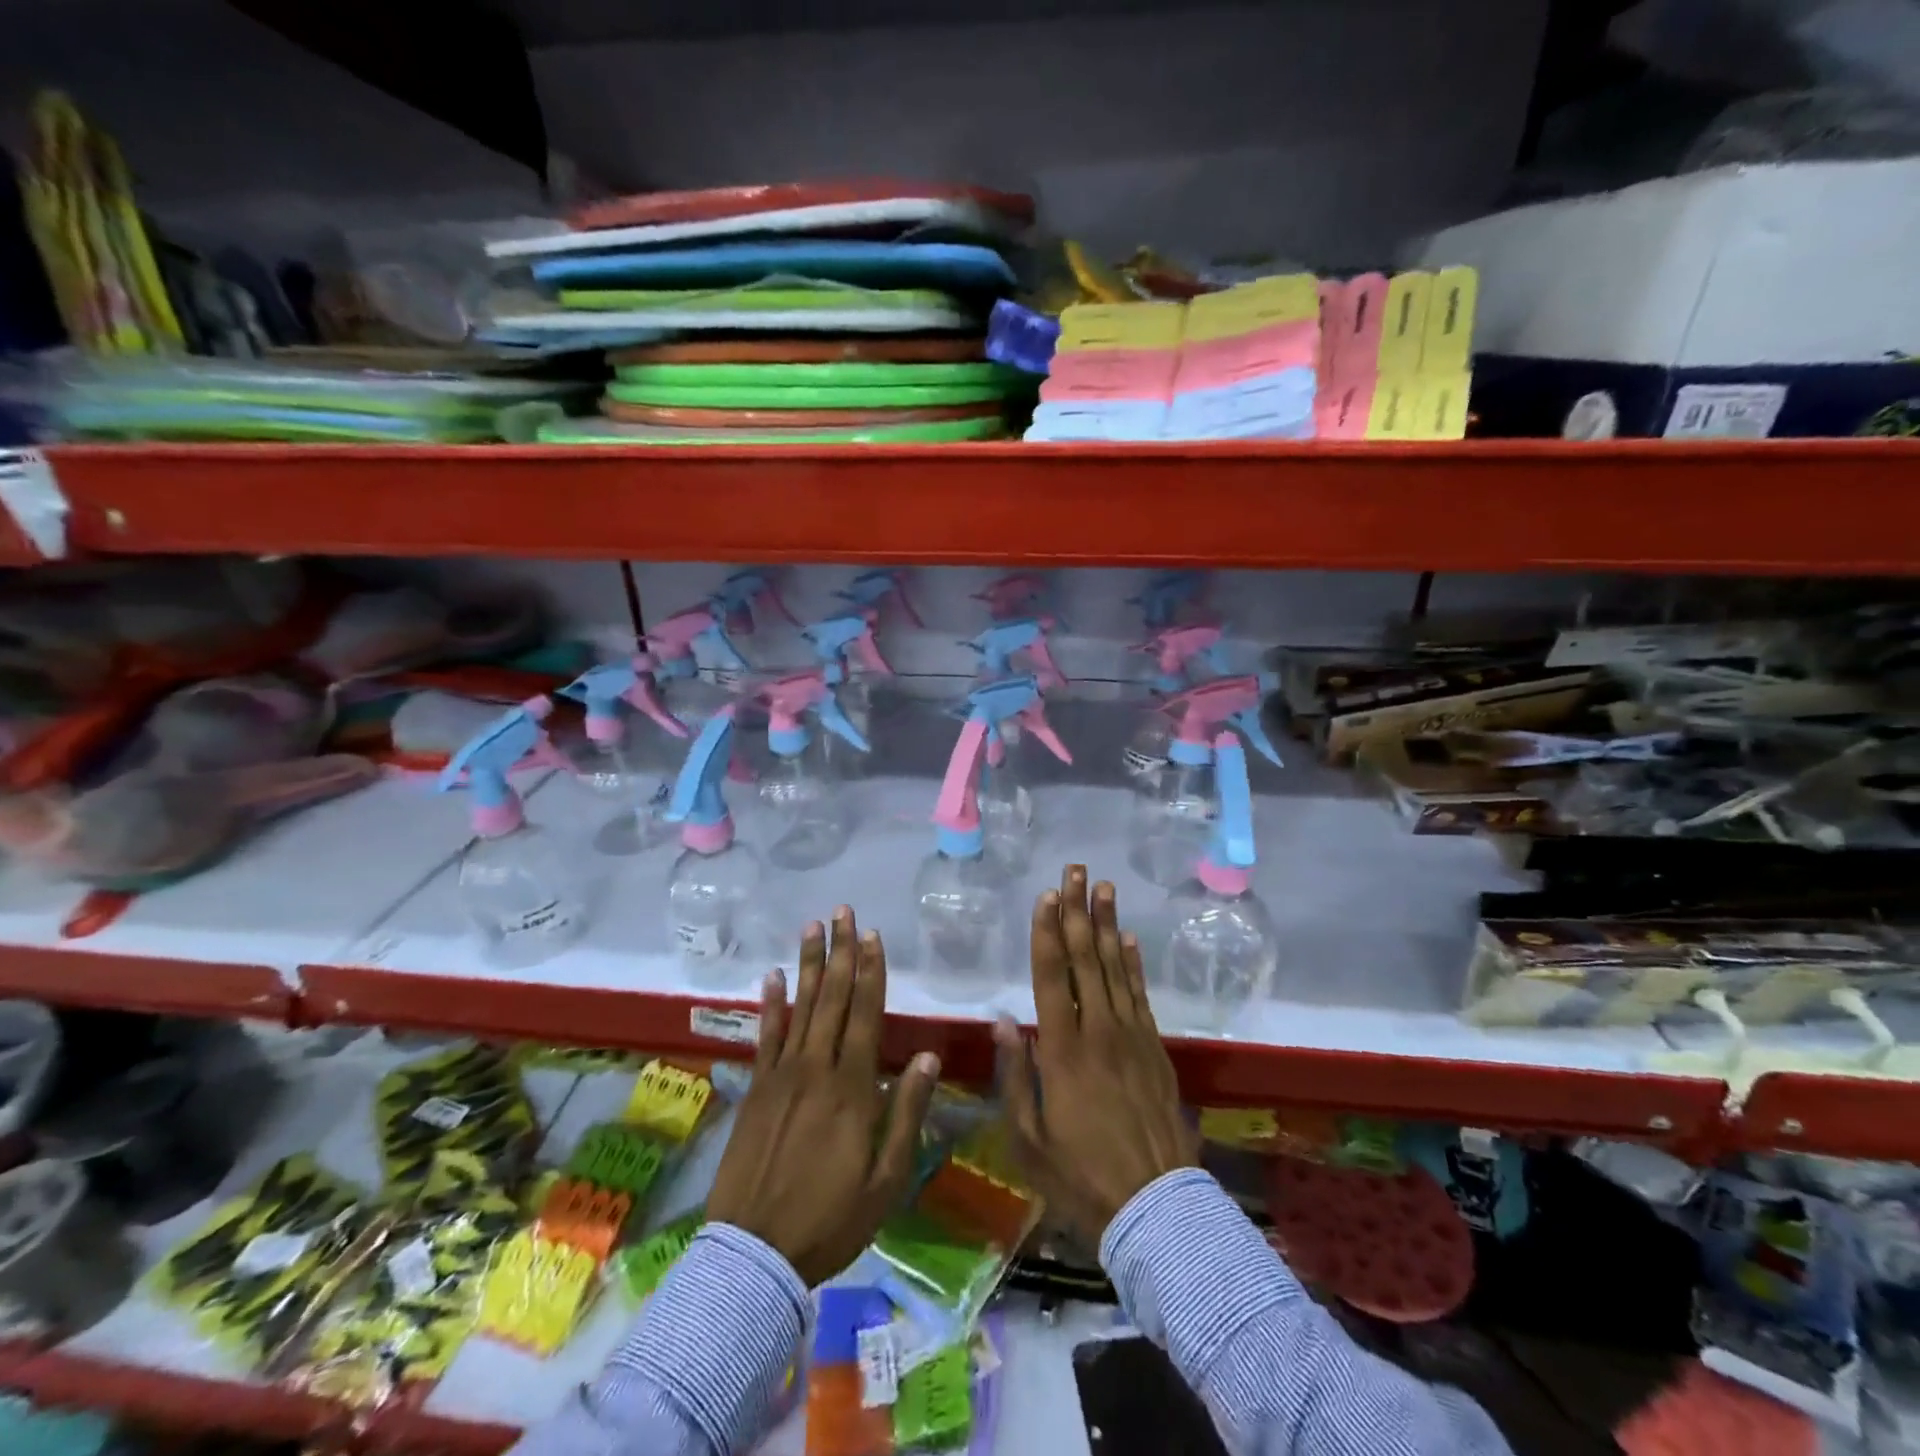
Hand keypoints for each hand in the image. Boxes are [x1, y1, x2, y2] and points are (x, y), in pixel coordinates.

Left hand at [707, 907, 939, 1285]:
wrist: (755, 1254)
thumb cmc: (830, 1220)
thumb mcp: (886, 1180)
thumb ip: (906, 1113)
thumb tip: (927, 1058)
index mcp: (853, 1088)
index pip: (865, 1014)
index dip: (871, 972)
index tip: (873, 936)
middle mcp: (816, 1069)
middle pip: (832, 998)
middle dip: (840, 952)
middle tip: (843, 912)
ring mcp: (782, 1076)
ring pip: (799, 1007)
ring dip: (807, 964)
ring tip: (812, 927)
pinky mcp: (756, 1089)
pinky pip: (764, 1036)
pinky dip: (769, 1004)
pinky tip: (770, 975)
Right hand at [996, 866, 1197, 1247]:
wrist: (1155, 1208)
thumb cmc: (1079, 1176)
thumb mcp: (1027, 1139)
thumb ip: (1015, 1076)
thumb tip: (1004, 1022)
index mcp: (1062, 1052)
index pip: (1052, 977)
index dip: (1047, 932)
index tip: (1047, 894)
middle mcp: (1098, 1032)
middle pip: (1086, 959)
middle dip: (1077, 911)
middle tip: (1076, 870)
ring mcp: (1132, 1037)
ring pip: (1116, 968)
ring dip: (1108, 925)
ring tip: (1104, 888)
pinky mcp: (1155, 1049)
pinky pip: (1142, 995)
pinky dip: (1134, 964)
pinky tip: (1128, 940)